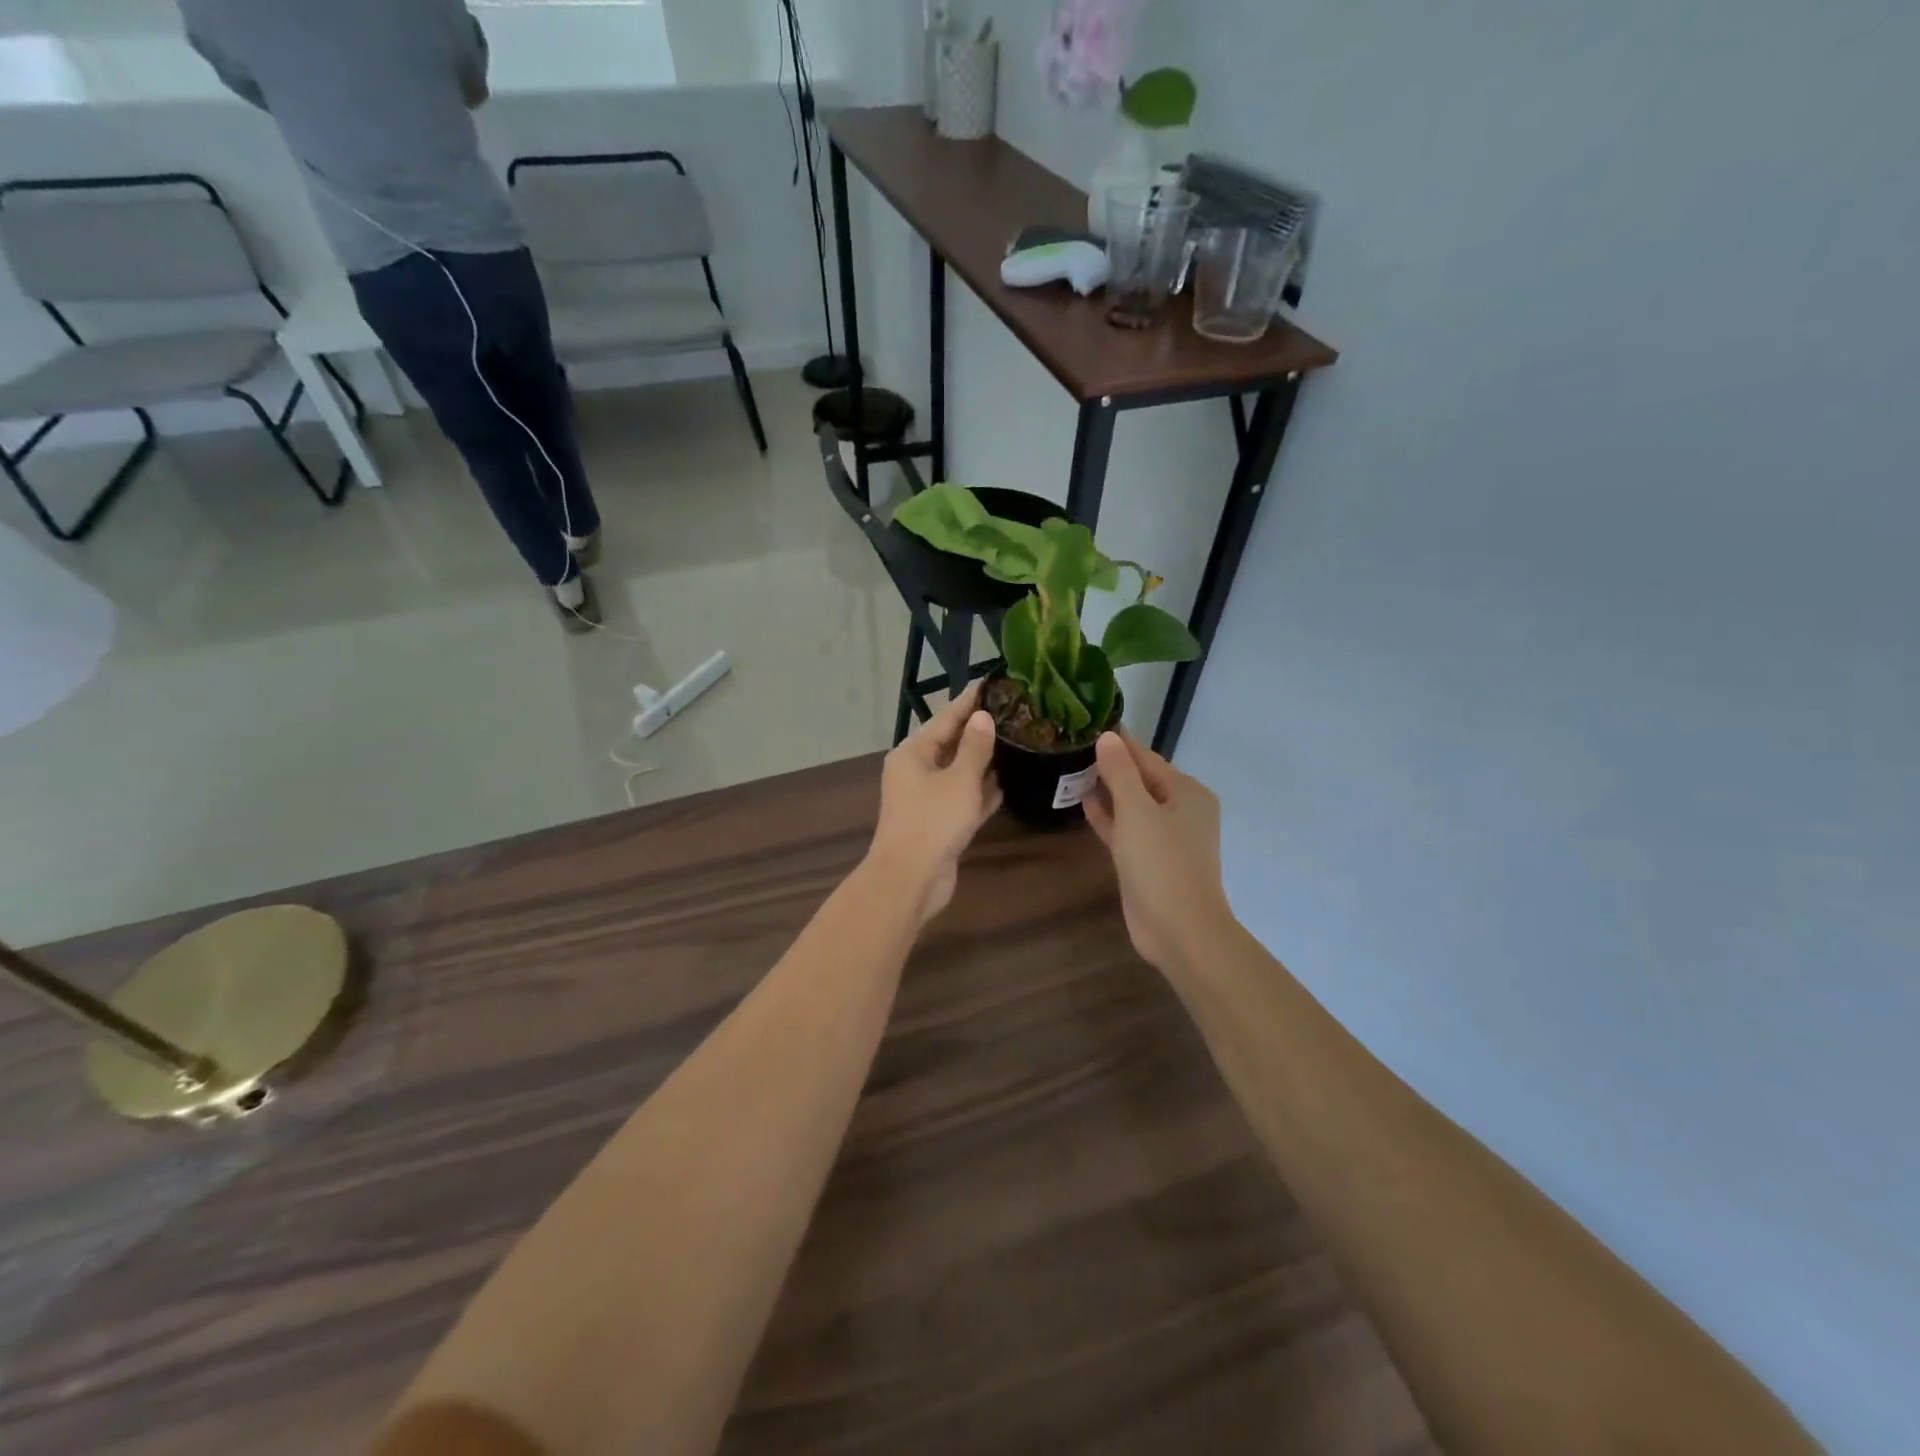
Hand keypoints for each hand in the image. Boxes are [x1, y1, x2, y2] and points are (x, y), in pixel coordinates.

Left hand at [867, 681, 1002, 923]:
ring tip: (1018, 742)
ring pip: (959, 772)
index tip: (993, 683)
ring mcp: (927, 798)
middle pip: (951, 743)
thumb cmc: (933, 821)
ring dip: (984, 761)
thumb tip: (983, 717)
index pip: (946, 717)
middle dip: (980, 730)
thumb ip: (975, 748)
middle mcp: (917, 770)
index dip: (970, 700)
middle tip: (1014, 711)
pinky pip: (964, 798)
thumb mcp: (959, 780)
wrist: (911, 879)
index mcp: (913, 753)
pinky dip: (982, 791)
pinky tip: (1008, 782)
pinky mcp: (940, 822)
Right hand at [1083, 730, 1233, 975]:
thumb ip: (1120, 772)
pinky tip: (1082, 803)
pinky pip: (1126, 829)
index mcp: (1187, 792)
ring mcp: (1165, 838)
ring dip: (1107, 790)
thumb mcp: (1137, 811)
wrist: (1179, 930)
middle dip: (1110, 765)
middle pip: (1140, 779)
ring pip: (1132, 805)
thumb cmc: (1161, 863)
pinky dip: (1108, 817)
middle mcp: (1180, 810)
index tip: (1089, 724)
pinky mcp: (1149, 860)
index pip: (1147, 757)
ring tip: (1071, 770)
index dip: (1119, 742)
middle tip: (1072, 745)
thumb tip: (1107, 737)